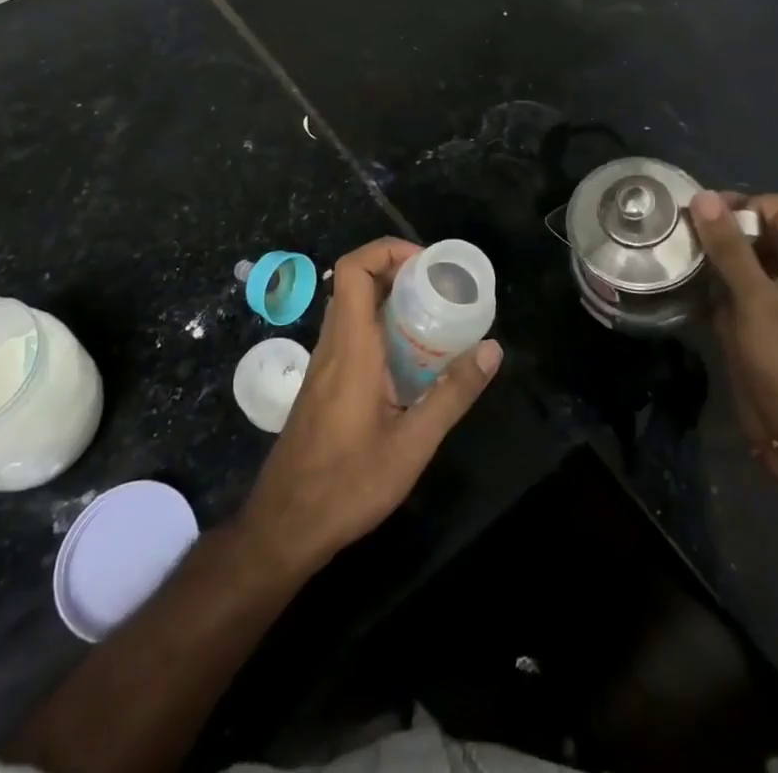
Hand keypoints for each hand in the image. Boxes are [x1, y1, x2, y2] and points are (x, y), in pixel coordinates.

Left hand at [239, 238, 502, 575]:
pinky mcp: (324, 384)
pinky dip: (380, 328)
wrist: (285, 526)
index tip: (426, 265)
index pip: (354, 270)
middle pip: (356, 283)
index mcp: (351, 347)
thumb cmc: (347, 485)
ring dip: (389, 301)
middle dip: (397, 273)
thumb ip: (452, 395)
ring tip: (432, 318)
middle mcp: (333, 345)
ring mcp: (324, 365)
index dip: (386, 251)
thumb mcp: (412, 445)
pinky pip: (351, 334)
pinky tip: (411, 361)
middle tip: (439, 289)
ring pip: (353, 309)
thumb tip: (492, 349)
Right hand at [691, 193, 777, 476]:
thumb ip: (730, 249)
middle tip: (679, 231)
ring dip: (705, 254)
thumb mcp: (759, 301)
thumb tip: (702, 197)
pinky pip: (719, 290)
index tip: (710, 216)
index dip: (750, 204)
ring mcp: (763, 302)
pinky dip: (699, 283)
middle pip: (754, 231)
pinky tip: (673, 284)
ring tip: (669, 253)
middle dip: (719, 226)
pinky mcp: (742, 325)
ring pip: (733, 260)